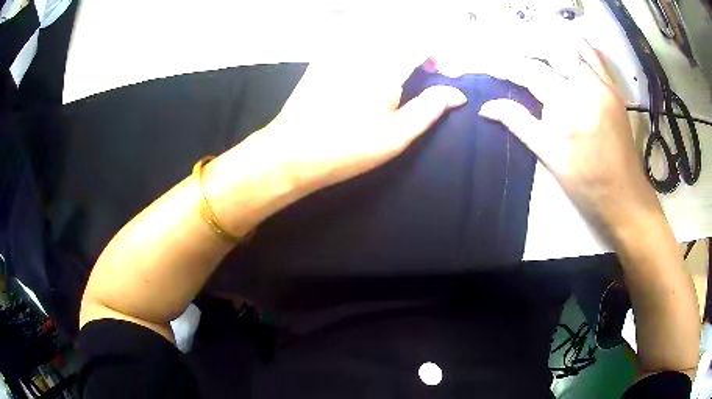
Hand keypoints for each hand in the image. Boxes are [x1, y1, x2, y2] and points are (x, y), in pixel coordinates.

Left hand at [251, 16, 466, 195]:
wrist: (291, 152)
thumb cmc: (346, 149)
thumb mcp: (395, 137)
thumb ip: (429, 109)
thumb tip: (457, 94)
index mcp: (384, 66)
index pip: (423, 39)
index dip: (441, 53)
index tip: (445, 73)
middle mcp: (363, 48)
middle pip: (403, 28)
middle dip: (423, 44)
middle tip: (427, 70)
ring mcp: (340, 49)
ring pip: (380, 27)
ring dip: (401, 40)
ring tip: (404, 65)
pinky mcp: (325, 55)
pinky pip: (356, 33)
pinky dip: (376, 40)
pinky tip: (376, 61)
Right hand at [476, 40, 660, 235]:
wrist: (627, 200)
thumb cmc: (588, 187)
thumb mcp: (551, 158)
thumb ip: (520, 124)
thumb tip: (487, 107)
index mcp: (572, 108)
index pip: (532, 72)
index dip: (505, 65)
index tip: (486, 65)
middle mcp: (590, 87)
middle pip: (551, 48)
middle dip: (524, 46)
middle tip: (506, 53)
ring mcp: (605, 85)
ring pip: (573, 45)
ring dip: (549, 41)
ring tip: (531, 47)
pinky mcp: (614, 89)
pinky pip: (594, 55)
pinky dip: (575, 45)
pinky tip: (564, 49)